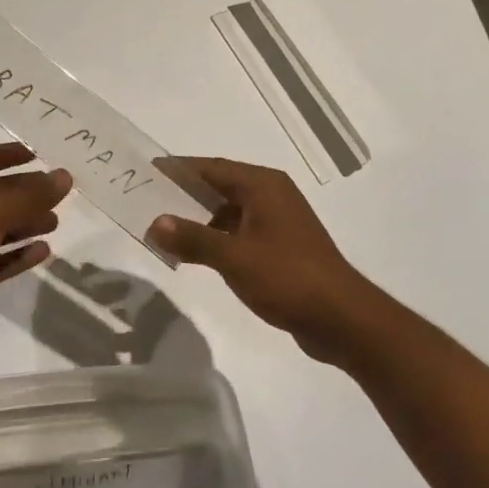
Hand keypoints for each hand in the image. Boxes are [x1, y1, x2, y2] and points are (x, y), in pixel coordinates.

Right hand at [147, 157, 376, 362]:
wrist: (342, 319)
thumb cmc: (288, 277)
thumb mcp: (235, 258)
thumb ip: (193, 239)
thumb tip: (154, 223)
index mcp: (263, 185)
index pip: (211, 168)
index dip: (179, 169)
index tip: (147, 171)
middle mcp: (271, 195)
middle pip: (219, 186)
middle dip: (184, 194)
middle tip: (146, 200)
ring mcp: (277, 221)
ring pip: (228, 211)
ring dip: (198, 218)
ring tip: (162, 228)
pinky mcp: (280, 246)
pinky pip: (238, 231)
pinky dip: (215, 237)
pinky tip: (193, 253)